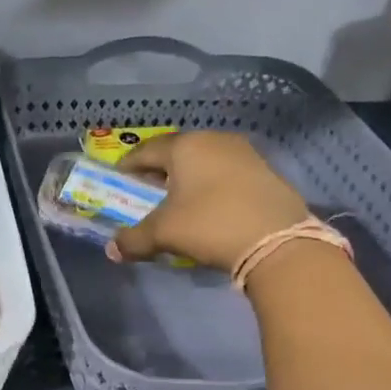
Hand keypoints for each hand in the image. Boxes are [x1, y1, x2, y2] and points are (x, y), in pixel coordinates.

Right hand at [107, 131, 308, 270]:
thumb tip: (113, 249)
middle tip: (146, 191)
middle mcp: (214, 140)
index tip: (118, 180)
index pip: (146, 150)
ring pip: (204, 161)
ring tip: (178, 200)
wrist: (277, 242)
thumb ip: (133, 239)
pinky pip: (226, 173)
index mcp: (185, 146)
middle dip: (158, 171)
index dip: (128, 166)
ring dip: (187, 178)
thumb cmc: (208, 225)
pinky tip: (209, 207)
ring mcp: (244, 154)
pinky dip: (211, 186)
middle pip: (177, 152)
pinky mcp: (266, 172)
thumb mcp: (163, 233)